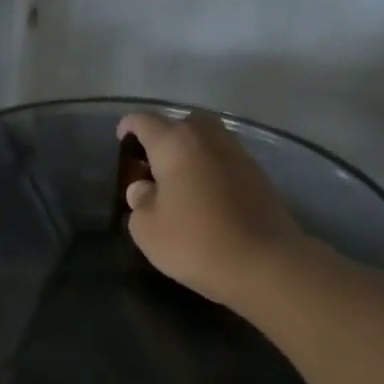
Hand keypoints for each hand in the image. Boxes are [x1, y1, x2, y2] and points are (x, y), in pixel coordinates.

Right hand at [117, 110, 304, 312]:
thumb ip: (139, 201)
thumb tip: (143, 188)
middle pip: (182, 122)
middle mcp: (208, 138)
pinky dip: (209, 167)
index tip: (121, 136)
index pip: (146, 122)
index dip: (130, 126)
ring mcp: (237, 153)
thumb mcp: (147, 229)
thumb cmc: (193, 242)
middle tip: (151, 162)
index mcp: (175, 144)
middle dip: (165, 135)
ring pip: (207, 139)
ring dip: (189, 151)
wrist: (261, 261)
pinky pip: (223, 159)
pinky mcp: (257, 174)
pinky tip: (201, 193)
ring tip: (176, 179)